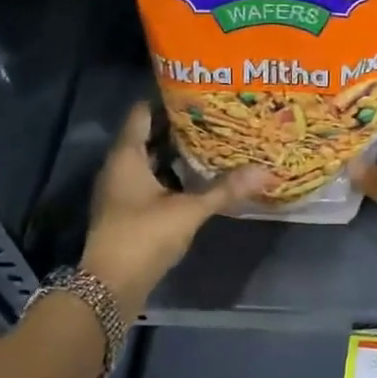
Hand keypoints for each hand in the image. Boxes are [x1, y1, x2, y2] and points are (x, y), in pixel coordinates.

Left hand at [81, 103, 267, 314]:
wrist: (111, 286)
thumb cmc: (144, 236)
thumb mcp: (189, 210)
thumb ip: (225, 190)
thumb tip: (265, 171)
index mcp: (127, 156)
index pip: (142, 113)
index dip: (166, 100)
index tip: (195, 92)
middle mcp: (118, 167)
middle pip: (146, 136)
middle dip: (177, 127)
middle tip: (212, 116)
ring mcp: (120, 190)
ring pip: (149, 161)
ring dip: (174, 153)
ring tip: (210, 143)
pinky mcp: (126, 211)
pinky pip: (149, 181)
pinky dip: (170, 176)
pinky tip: (196, 179)